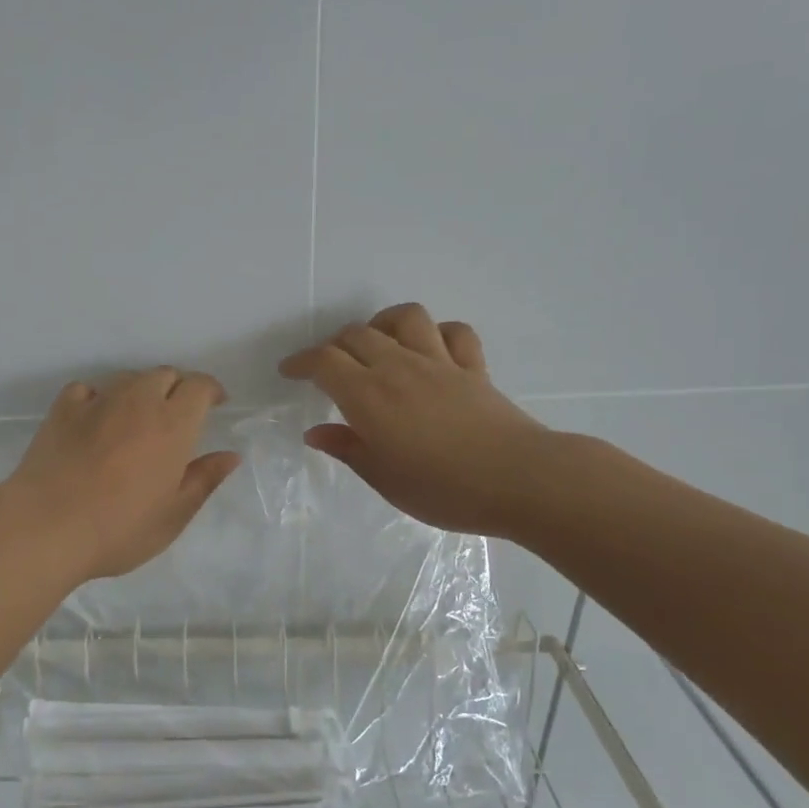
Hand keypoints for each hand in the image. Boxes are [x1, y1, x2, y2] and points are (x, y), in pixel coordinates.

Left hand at [2, 368, 241, 581]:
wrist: (46, 527)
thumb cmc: (119, 529)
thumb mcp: (173, 515)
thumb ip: (204, 480)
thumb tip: (230, 455)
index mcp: (172, 425)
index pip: (199, 386)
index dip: (210, 390)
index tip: (216, 403)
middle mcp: (137, 402)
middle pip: (165, 374)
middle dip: (178, 387)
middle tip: (178, 415)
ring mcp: (97, 401)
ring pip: (128, 378)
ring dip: (141, 390)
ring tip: (139, 418)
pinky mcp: (62, 409)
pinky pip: (88, 389)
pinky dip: (99, 397)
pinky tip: (96, 419)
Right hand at [279, 303, 546, 537]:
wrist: (518, 479)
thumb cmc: (442, 489)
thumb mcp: (383, 478)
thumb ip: (347, 449)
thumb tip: (315, 433)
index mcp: (369, 396)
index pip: (324, 362)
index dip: (301, 362)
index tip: (290, 372)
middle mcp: (400, 368)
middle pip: (357, 334)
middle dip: (334, 345)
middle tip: (329, 369)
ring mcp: (440, 362)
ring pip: (405, 318)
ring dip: (383, 324)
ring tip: (377, 346)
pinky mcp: (473, 368)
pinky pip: (453, 333)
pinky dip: (436, 334)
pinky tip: (430, 351)